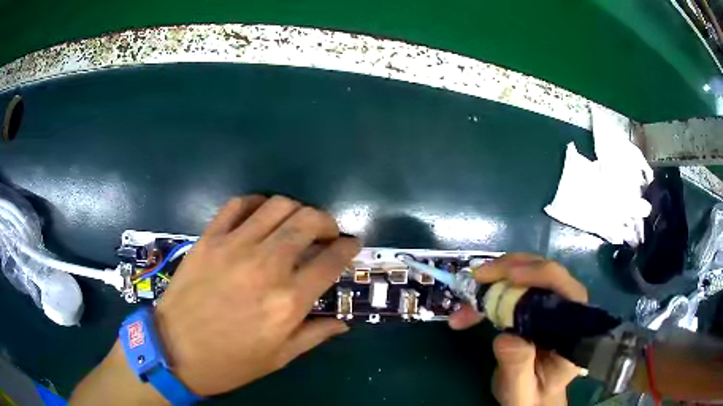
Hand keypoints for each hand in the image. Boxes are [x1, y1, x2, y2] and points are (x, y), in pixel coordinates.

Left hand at [71, 196, 359, 402]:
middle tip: (327, 232)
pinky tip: (261, 216)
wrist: (174, 350)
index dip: (348, 247)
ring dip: (297, 209)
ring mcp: (234, 247)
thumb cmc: (229, 361)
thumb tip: (343, 323)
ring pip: (278, 206)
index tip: (352, 244)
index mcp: (288, 302)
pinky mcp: (209, 238)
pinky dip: (257, 204)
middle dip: (327, 221)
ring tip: (296, 223)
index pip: (331, 261)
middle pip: (308, 222)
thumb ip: (315, 335)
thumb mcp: (278, 358)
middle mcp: (266, 266)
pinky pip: (238, 205)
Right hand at [448, 254, 587, 405]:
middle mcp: (566, 308)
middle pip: (545, 273)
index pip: (566, 289)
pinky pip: (513, 287)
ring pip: (527, 274)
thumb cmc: (531, 394)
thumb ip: (518, 367)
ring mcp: (550, 304)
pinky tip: (468, 308)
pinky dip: (489, 292)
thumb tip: (506, 336)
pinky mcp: (534, 305)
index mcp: (574, 329)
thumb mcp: (522, 390)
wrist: (532, 396)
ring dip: (496, 278)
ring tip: (467, 294)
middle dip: (510, 270)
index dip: (540, 275)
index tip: (509, 277)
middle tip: (477, 278)